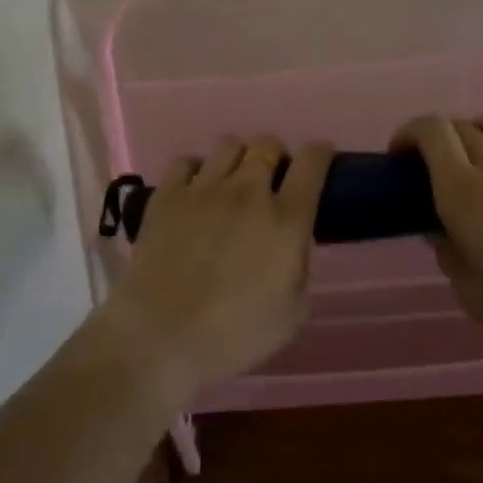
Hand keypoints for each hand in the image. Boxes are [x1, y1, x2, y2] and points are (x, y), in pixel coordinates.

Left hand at [104, 135, 333, 406]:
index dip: (320, 153)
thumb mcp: (292, 312)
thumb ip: (300, 265)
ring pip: (229, 145)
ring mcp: (204, 189)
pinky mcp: (167, 195)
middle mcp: (248, 192)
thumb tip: (294, 241)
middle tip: (271, 180)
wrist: (161, 337)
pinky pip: (186, 161)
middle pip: (268, 144)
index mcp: (286, 219)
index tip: (321, 158)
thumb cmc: (235, 335)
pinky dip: (196, 169)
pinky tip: (195, 189)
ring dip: (239, 158)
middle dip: (275, 156)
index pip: (311, 162)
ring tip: (232, 182)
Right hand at [394, 113, 482, 376]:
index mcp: (464, 193)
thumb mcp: (469, 292)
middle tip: (434, 166)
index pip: (432, 131)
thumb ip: (448, 251)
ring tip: (477, 158)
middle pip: (461, 125)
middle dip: (439, 138)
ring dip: (478, 131)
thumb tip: (441, 229)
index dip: (409, 133)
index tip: (400, 156)